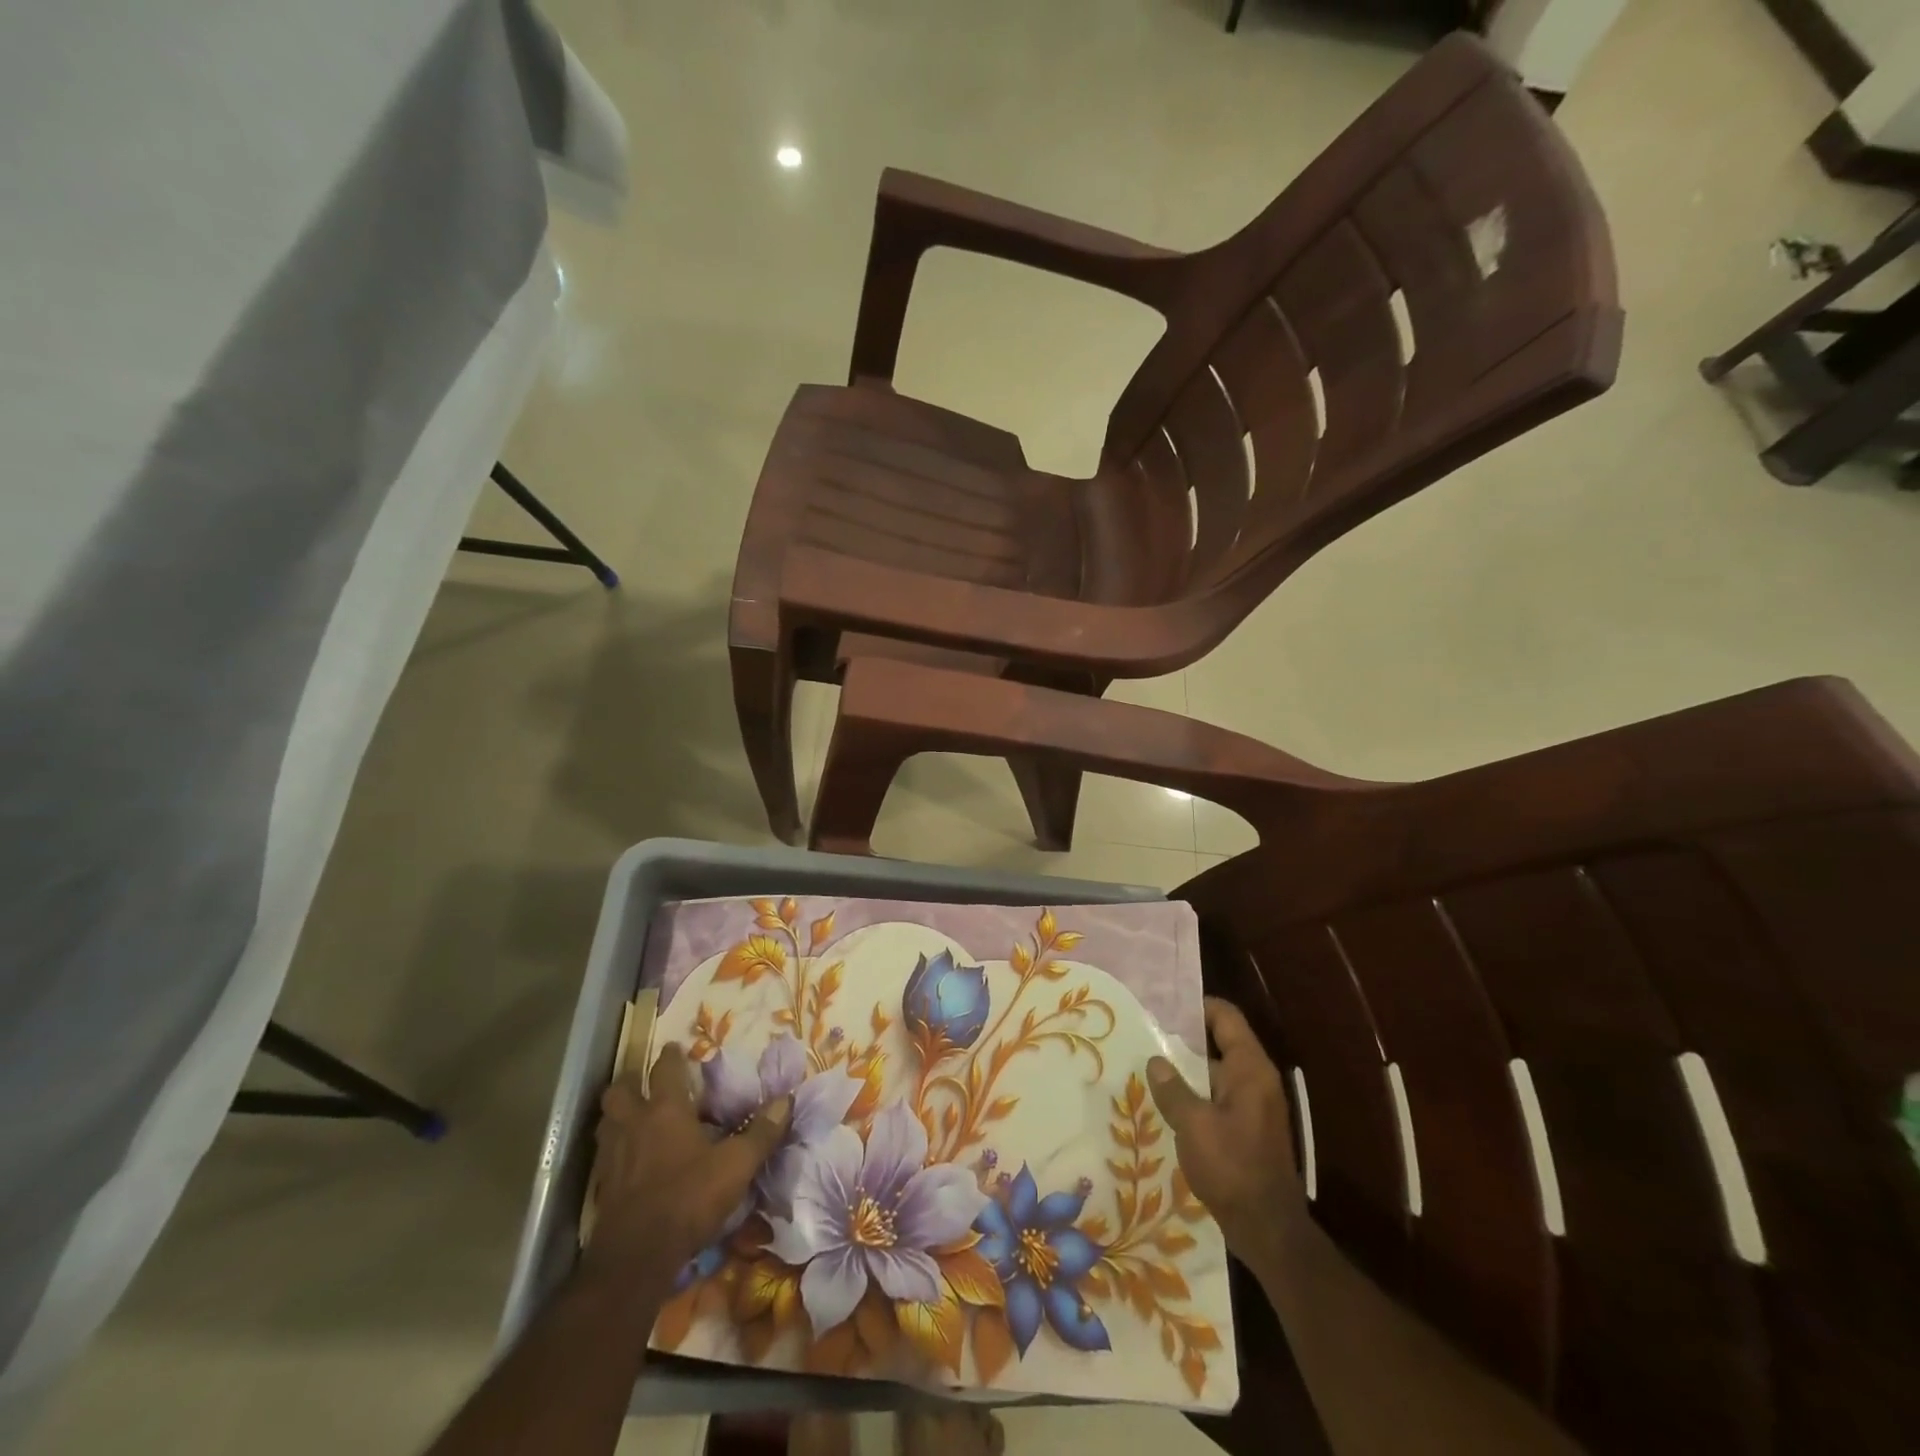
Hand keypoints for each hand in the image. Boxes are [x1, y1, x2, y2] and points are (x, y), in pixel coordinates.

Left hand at [584, 1043, 790, 1289]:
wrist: (637, 1257)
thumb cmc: (689, 1198)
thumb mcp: (736, 1165)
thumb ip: (761, 1132)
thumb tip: (786, 1100)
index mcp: (666, 1111)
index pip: (665, 1070)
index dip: (671, 1056)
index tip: (676, 1047)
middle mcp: (634, 1125)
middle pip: (620, 1091)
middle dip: (630, 1082)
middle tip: (643, 1083)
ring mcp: (612, 1156)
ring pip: (606, 1121)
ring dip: (617, 1115)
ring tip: (632, 1117)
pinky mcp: (602, 1187)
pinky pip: (604, 1156)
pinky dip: (613, 1151)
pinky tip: (627, 1161)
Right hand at [1147, 997, 1303, 1271]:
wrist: (1267, 1230)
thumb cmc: (1232, 1168)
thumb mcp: (1194, 1124)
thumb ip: (1172, 1088)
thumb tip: (1155, 1060)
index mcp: (1250, 1069)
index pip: (1226, 1017)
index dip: (1196, 1006)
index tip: (1162, 1006)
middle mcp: (1256, 1079)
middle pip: (1221, 1041)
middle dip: (1185, 1036)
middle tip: (1146, 1033)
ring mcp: (1254, 1105)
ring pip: (1217, 1071)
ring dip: (1187, 1067)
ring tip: (1149, 1064)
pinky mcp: (1248, 1128)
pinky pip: (1218, 1095)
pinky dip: (1195, 1091)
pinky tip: (1167, 1101)